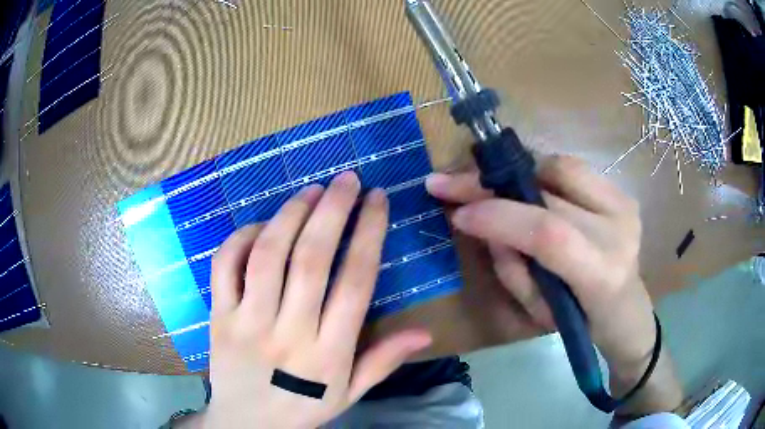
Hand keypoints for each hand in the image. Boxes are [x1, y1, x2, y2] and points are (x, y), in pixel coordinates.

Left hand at [201, 172, 431, 428]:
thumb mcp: (349, 394)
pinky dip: (242, 238)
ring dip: (291, 214)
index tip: (377, 199)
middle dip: (332, 210)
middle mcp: (288, 332)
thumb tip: (426, 332)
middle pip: (310, 259)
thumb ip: (384, 361)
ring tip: (311, 190)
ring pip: (267, 255)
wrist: (246, 424)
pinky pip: (225, 267)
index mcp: (328, 354)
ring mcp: (247, 322)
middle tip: (347, 179)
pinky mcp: (218, 316)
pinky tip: (261, 225)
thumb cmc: (301, 409)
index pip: (354, 282)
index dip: (368, 233)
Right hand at [426, 155, 681, 415]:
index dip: (498, 216)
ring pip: (559, 166)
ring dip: (515, 170)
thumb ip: (511, 266)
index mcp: (602, 273)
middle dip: (491, 181)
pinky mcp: (621, 191)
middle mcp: (619, 229)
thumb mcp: (538, 311)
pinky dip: (538, 171)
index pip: (549, 233)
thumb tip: (481, 220)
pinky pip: (571, 167)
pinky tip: (521, 185)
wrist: (626, 310)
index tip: (456, 212)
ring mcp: (623, 203)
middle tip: (447, 180)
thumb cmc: (580, 322)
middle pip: (551, 188)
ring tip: (485, 184)